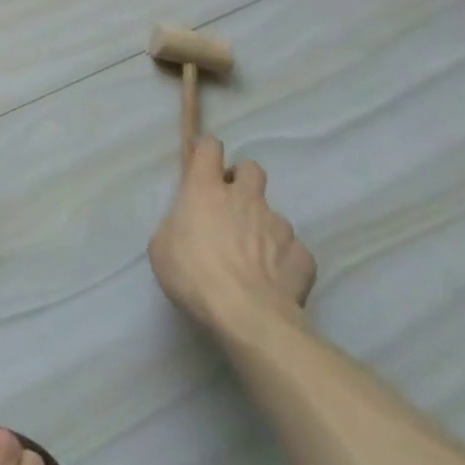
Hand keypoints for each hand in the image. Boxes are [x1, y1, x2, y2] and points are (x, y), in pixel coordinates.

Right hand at [148, 134, 315, 337]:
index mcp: (206, 189)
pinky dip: (284, 260)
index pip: (210, 148)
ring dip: (263, 226)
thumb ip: (177, 225)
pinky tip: (275, 280)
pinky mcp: (302, 256)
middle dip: (243, 181)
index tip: (203, 166)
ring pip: (274, 214)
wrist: (247, 316)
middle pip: (251, 169)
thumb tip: (189, 225)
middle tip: (232, 206)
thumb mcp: (162, 246)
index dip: (207, 152)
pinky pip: (294, 250)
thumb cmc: (193, 274)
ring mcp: (278, 225)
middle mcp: (245, 198)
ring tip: (254, 256)